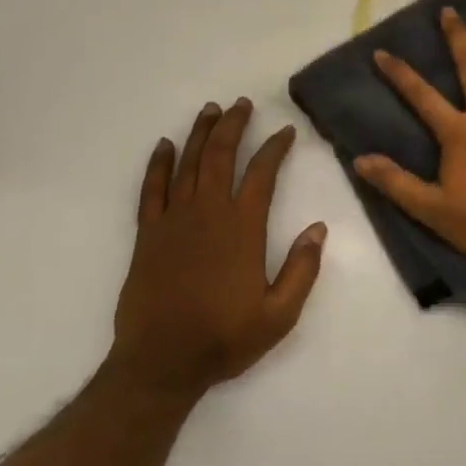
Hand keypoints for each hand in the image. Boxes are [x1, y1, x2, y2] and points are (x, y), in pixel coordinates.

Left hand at [110, 99, 326, 399]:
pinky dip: (158, 164)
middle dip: (234, 125)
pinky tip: (164, 146)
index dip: (275, 148)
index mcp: (242, 229)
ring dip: (200, 134)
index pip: (262, 174)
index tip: (286, 132)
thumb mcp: (280, 314)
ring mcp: (173, 221)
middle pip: (221, 155)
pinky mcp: (147, 234)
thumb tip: (318, 228)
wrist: (161, 362)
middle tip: (242, 104)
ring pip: (188, 164)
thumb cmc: (224, 338)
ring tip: (211, 110)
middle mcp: (208, 213)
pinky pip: (152, 189)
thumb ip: (302, 269)